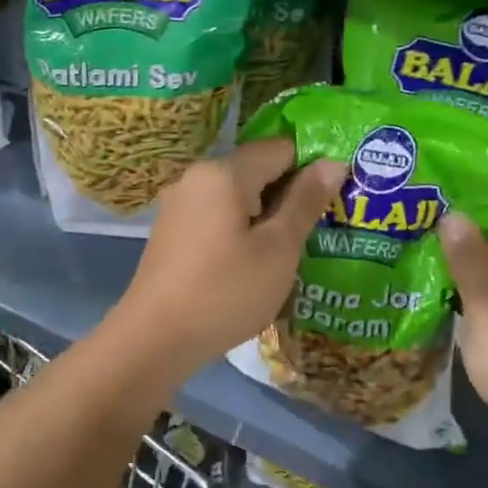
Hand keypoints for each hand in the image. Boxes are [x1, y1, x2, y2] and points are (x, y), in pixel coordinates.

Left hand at [112, 139, 346, 373]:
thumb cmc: (225, 291)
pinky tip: (252, 262)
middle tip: (317, 230)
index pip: (280, 148)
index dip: (312, 168)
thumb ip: (306, 201)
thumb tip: (333, 161)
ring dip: (266, 215)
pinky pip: (217, 214)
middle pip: (256, 169)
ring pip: (237, 195)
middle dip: (289, 194)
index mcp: (223, 172)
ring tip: (289, 250)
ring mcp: (179, 204)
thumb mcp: (278, 249)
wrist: (154, 338)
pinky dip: (240, 229)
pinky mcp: (172, 230)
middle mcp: (196, 177)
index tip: (332, 201)